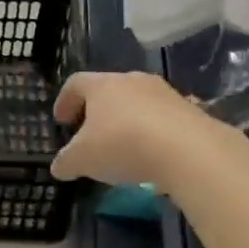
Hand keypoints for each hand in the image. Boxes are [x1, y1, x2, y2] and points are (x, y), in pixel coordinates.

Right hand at [50, 70, 211, 186]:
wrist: (188, 150)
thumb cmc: (122, 145)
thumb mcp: (81, 160)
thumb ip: (66, 162)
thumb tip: (60, 167)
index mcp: (102, 85)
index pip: (76, 83)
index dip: (65, 101)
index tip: (61, 121)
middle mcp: (133, 80)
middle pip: (108, 90)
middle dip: (96, 112)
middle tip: (90, 135)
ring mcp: (164, 93)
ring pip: (137, 104)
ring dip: (126, 122)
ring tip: (122, 148)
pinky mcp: (189, 110)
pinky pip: (161, 119)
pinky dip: (151, 134)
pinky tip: (150, 156)